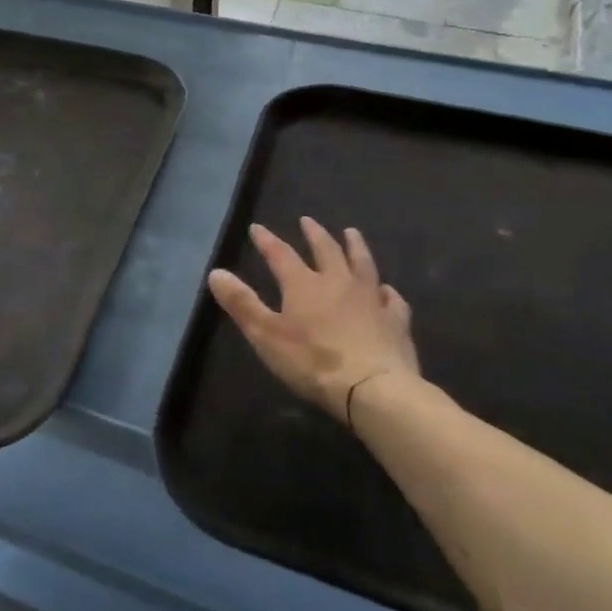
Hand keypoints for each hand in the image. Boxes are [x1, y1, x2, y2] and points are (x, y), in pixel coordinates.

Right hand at [208, 217, 417, 425]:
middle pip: (326, 250)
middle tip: (308, 221)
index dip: (267, 240)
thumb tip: (216, 272)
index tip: (256, 228)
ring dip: (355, 247)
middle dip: (314, 234)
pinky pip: (392, 299)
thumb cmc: (313, 362)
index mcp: (304, 285)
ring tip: (351, 234)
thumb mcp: (265, 334)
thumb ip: (241, 303)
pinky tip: (386, 290)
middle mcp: (338, 283)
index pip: (281, 254)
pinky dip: (386, 291)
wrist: (373, 389)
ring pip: (363, 264)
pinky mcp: (395, 321)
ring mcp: (371, 300)